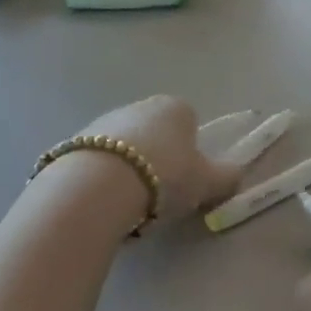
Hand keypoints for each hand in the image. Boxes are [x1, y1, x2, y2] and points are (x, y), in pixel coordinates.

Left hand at [72, 96, 241, 225]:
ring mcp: (103, 121)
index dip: (191, 151)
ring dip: (129, 169)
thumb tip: (236, 175)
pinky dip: (103, 178)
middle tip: (160, 195)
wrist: (97, 187)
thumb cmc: (164, 177)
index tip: (187, 179)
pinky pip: (98, 161)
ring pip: (125, 148)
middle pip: (155, 134)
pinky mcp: (74, 142)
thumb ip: (226, 177)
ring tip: (129, 205)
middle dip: (158, 160)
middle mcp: (139, 105)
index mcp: (175, 107)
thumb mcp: (207, 183)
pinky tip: (104, 202)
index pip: (190, 122)